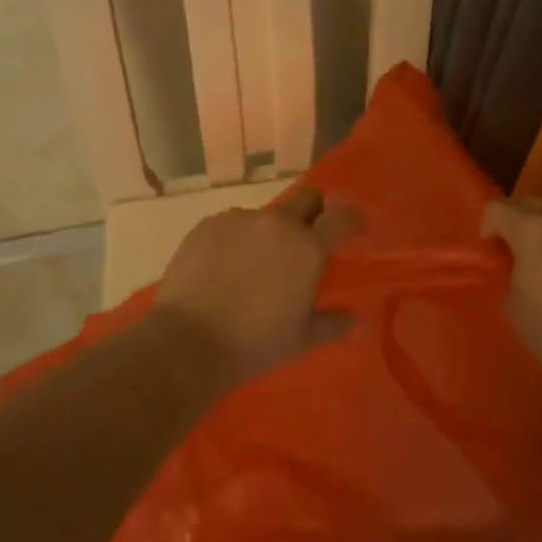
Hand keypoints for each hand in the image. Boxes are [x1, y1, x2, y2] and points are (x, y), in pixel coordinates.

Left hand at [154, 189, 362, 383]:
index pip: (341, 216)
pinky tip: (224, 267)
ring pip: (266, 215)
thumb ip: (331, 324)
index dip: (351, 218)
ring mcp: (239, 220)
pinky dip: (237, 239)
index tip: (353, 228)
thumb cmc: (254, 344)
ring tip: (256, 263)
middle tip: (308, 238)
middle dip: (314, 211)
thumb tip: (354, 320)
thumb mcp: (301, 339)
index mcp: (307, 247)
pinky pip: (232, 224)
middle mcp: (276, 224)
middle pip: (306, 198)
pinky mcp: (207, 225)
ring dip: (270, 231)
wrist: (188, 343)